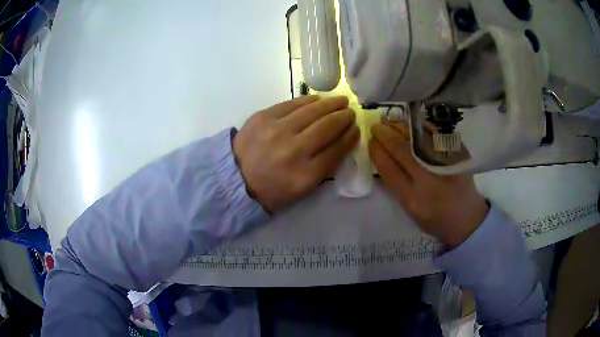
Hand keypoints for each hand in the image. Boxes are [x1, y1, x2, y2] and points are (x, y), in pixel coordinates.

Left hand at [234, 96, 359, 211]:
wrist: (235, 178)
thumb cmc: (271, 189)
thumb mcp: (302, 190)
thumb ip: (324, 168)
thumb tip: (341, 142)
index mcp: (305, 175)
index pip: (337, 149)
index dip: (350, 137)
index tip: (356, 129)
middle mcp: (294, 150)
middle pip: (328, 127)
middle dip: (344, 117)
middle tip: (350, 112)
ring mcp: (278, 130)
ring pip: (313, 111)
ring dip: (331, 104)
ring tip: (341, 101)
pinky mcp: (264, 117)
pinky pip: (292, 103)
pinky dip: (309, 100)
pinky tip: (318, 99)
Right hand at [368, 122, 488, 247]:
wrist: (467, 218)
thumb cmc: (435, 218)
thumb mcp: (410, 210)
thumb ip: (397, 185)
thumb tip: (383, 156)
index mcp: (413, 199)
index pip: (389, 169)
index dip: (377, 152)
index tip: (371, 141)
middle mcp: (428, 181)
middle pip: (402, 150)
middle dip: (385, 135)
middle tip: (376, 126)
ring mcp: (444, 166)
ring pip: (418, 139)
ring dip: (400, 127)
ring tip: (390, 122)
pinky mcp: (457, 156)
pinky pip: (436, 135)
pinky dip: (421, 127)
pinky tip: (411, 122)